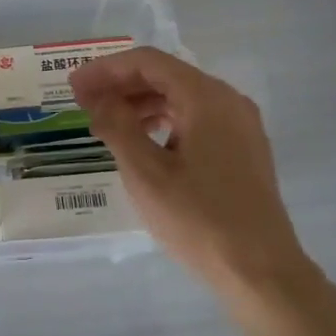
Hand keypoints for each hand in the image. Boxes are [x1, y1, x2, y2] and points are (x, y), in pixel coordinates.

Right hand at [70, 48, 318, 307]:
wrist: (262, 272)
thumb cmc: (199, 219)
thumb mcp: (145, 172)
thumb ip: (116, 125)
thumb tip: (97, 96)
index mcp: (206, 97)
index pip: (148, 62)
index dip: (105, 69)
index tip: (73, 86)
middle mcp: (228, 101)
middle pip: (166, 76)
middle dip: (121, 85)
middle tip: (83, 104)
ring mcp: (240, 126)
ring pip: (181, 98)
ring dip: (140, 104)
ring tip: (106, 125)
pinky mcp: (243, 150)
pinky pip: (196, 120)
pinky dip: (164, 122)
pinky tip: (143, 143)